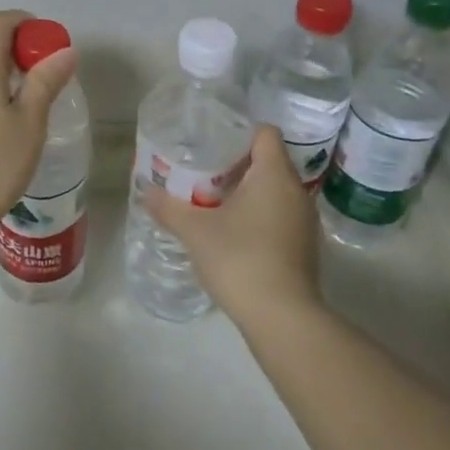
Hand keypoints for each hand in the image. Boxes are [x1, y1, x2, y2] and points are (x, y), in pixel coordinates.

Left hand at [0, 10, 79, 236]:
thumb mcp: (29, 122)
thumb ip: (46, 81)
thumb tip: (64, 50)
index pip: (1, 21)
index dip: (28, 24)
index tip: (51, 45)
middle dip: (18, 47)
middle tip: (47, 74)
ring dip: (2, 67)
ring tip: (29, 97)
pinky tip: (3, 116)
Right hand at [143, 125, 321, 321]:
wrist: (282, 318)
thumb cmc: (240, 258)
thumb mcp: (195, 231)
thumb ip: (169, 207)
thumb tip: (145, 193)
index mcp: (274, 175)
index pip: (265, 133)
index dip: (239, 132)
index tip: (212, 142)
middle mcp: (296, 191)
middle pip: (268, 161)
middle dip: (236, 164)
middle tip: (203, 171)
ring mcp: (304, 221)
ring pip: (274, 191)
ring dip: (247, 192)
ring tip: (213, 201)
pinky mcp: (304, 247)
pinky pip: (280, 215)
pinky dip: (258, 215)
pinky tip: (232, 231)